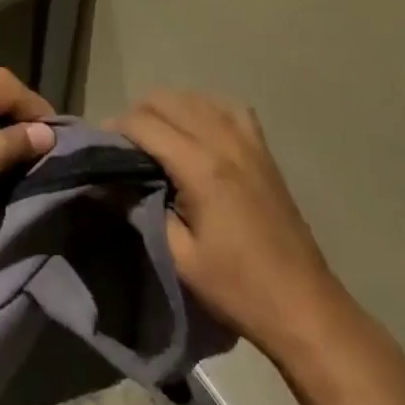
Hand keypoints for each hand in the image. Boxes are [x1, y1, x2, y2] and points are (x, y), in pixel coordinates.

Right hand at [113, 91, 343, 350]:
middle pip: (168, 100)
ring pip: (197, 97)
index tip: (101, 145)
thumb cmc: (237, 288)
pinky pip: (229, 108)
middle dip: (138, 114)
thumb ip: (139, 210)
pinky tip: (197, 129)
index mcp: (201, 167)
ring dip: (169, 109)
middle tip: (124, 145)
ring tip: (155, 137)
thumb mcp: (178, 257)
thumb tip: (108, 182)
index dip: (116, 128)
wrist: (303, 306)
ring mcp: (249, 142)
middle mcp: (224, 141)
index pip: (145, 123)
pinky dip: (205, 108)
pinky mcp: (264, 151)